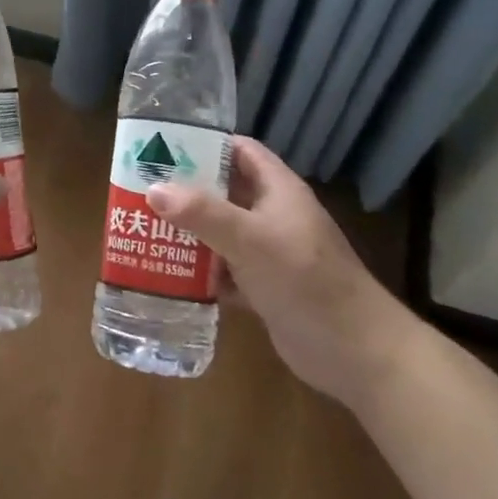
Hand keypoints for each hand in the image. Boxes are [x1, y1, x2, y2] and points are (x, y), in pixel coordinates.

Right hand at [148, 137, 420, 411]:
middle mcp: (273, 215)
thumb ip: (203, 213)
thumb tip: (153, 189)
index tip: (162, 147)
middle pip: (223, 191)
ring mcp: (269, 253)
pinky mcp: (264, 288)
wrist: (358, 354)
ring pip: (220, 232)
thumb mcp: (252, 240)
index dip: (205, 144)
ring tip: (142, 228)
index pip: (239, 150)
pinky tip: (166, 275)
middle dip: (185, 191)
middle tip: (139, 190)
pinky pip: (224, 270)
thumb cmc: (307, 282)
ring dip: (188, 232)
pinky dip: (199, 272)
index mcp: (278, 190)